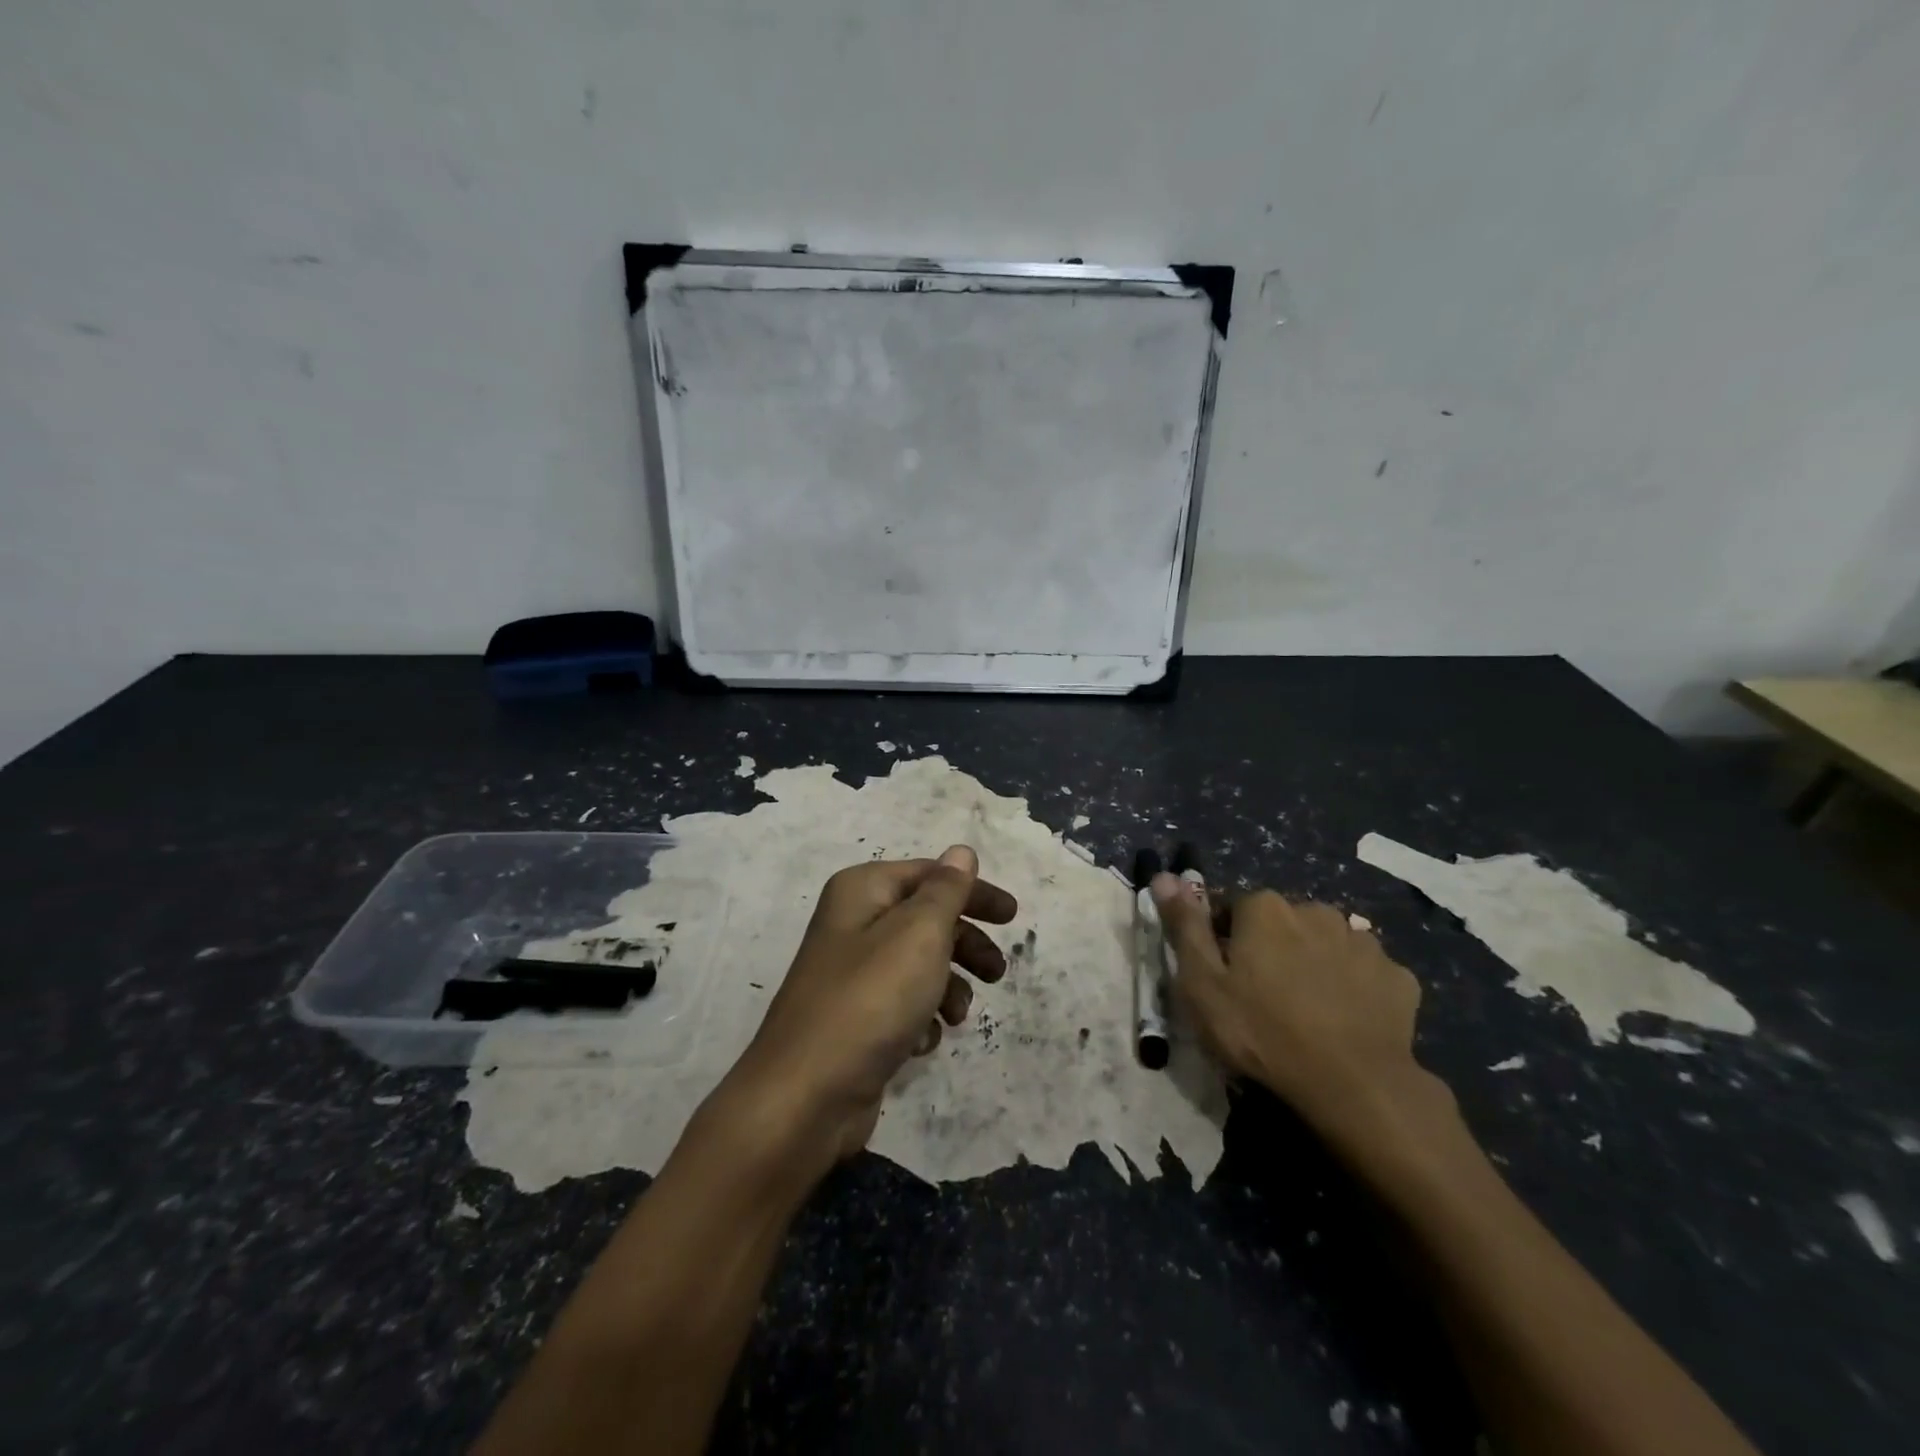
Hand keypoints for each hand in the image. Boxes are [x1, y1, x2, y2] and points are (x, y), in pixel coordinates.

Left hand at [726, 846, 1017, 1169]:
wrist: (807, 1095)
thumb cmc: (872, 998)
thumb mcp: (919, 933)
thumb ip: (946, 890)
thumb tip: (960, 852)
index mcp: (862, 890)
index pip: (930, 874)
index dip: (973, 891)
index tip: (1013, 916)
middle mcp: (853, 923)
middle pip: (926, 919)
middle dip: (966, 944)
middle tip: (998, 971)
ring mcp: (851, 974)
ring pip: (918, 965)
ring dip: (948, 986)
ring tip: (957, 1014)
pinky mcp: (855, 1018)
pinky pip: (902, 1005)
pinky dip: (921, 1017)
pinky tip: (922, 1040)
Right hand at [1151, 877, 1446, 1143]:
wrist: (1353, 1085)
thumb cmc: (1262, 1031)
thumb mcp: (1201, 983)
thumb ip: (1184, 925)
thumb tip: (1164, 875)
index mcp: (1264, 907)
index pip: (1232, 909)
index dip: (1223, 942)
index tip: (1224, 979)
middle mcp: (1315, 909)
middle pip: (1282, 924)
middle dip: (1271, 949)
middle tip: (1263, 998)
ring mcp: (1362, 942)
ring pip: (1326, 945)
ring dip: (1314, 965)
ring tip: (1307, 1012)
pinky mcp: (1399, 976)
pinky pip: (1365, 973)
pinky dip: (1354, 988)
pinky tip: (1346, 1020)